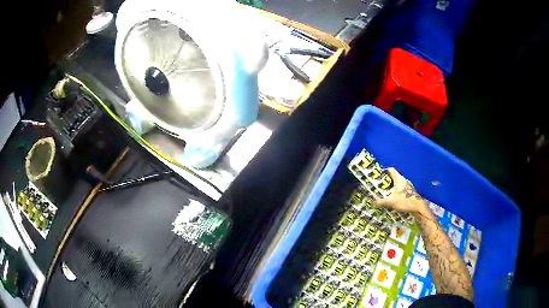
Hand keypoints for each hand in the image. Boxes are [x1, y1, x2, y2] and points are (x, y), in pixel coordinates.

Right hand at [375, 168, 427, 213]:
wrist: (418, 207)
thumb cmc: (404, 201)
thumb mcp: (390, 202)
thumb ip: (381, 202)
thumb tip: (373, 202)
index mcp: (399, 179)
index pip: (391, 170)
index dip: (385, 171)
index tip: (379, 175)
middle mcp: (404, 180)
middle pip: (394, 177)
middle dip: (387, 181)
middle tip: (381, 185)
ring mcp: (408, 185)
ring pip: (399, 183)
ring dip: (393, 186)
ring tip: (386, 192)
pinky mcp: (411, 191)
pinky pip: (402, 189)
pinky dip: (397, 191)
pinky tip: (394, 198)